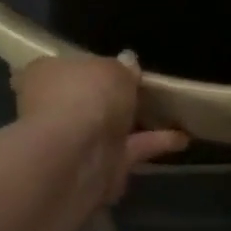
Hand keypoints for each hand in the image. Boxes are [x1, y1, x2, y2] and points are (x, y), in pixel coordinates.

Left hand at [12, 52, 188, 202]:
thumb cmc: (86, 96)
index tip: (118, 66)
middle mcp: (55, 107)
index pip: (66, 67)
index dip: (91, 66)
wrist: (77, 156)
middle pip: (88, 99)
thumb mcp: (112, 68)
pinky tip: (183, 138)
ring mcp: (76, 141)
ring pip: (109, 127)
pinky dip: (155, 143)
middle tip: (145, 89)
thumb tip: (127, 62)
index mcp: (47, 75)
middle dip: (111, 97)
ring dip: (137, 122)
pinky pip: (130, 150)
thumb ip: (123, 67)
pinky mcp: (99, 167)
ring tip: (172, 112)